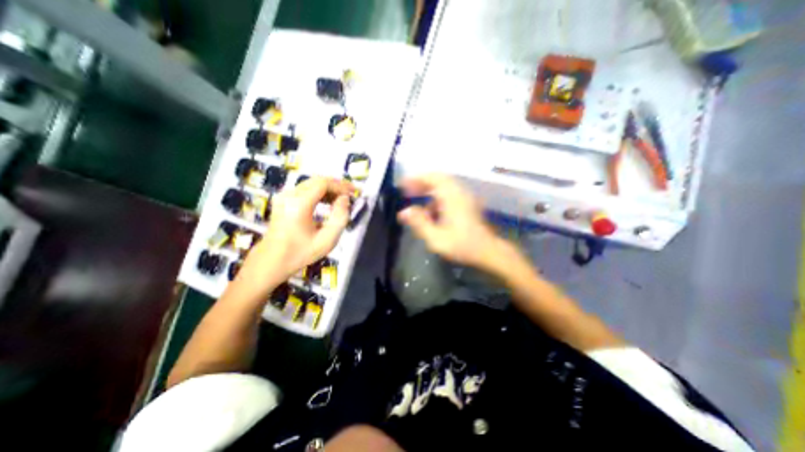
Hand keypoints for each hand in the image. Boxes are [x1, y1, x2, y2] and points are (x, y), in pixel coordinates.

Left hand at [236, 179, 353, 297]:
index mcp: (299, 204)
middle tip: (351, 194)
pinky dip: (319, 192)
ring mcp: (283, 196)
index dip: (341, 186)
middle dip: (336, 185)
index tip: (354, 193)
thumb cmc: (300, 253)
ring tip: (342, 199)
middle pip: (317, 180)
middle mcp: (289, 195)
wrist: (271, 261)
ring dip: (329, 188)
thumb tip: (345, 199)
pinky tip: (328, 202)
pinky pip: (305, 189)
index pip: (323, 184)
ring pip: (311, 183)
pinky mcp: (282, 199)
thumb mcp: (327, 241)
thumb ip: (340, 218)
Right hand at [397, 175, 504, 269]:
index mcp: (452, 197)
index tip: (403, 185)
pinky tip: (431, 211)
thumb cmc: (462, 245)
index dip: (416, 178)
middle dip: (421, 183)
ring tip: (416, 199)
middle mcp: (459, 192)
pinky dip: (437, 197)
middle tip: (408, 191)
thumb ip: (419, 223)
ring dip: (429, 190)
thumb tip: (404, 212)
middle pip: (438, 178)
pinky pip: (449, 193)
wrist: (488, 251)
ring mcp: (465, 197)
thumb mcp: (437, 238)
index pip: (432, 178)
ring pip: (444, 185)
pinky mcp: (467, 203)